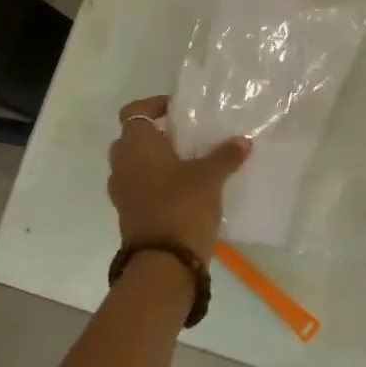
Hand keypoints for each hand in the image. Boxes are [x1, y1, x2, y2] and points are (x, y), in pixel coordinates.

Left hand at [107, 96, 250, 262]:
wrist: (164, 260)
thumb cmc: (183, 205)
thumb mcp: (210, 177)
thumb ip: (225, 156)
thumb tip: (243, 141)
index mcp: (136, 145)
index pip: (135, 111)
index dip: (154, 106)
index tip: (179, 110)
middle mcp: (122, 164)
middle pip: (134, 139)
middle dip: (158, 136)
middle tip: (187, 137)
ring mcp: (123, 191)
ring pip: (137, 165)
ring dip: (158, 161)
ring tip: (191, 163)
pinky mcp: (130, 213)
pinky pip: (142, 187)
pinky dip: (159, 183)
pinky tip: (187, 189)